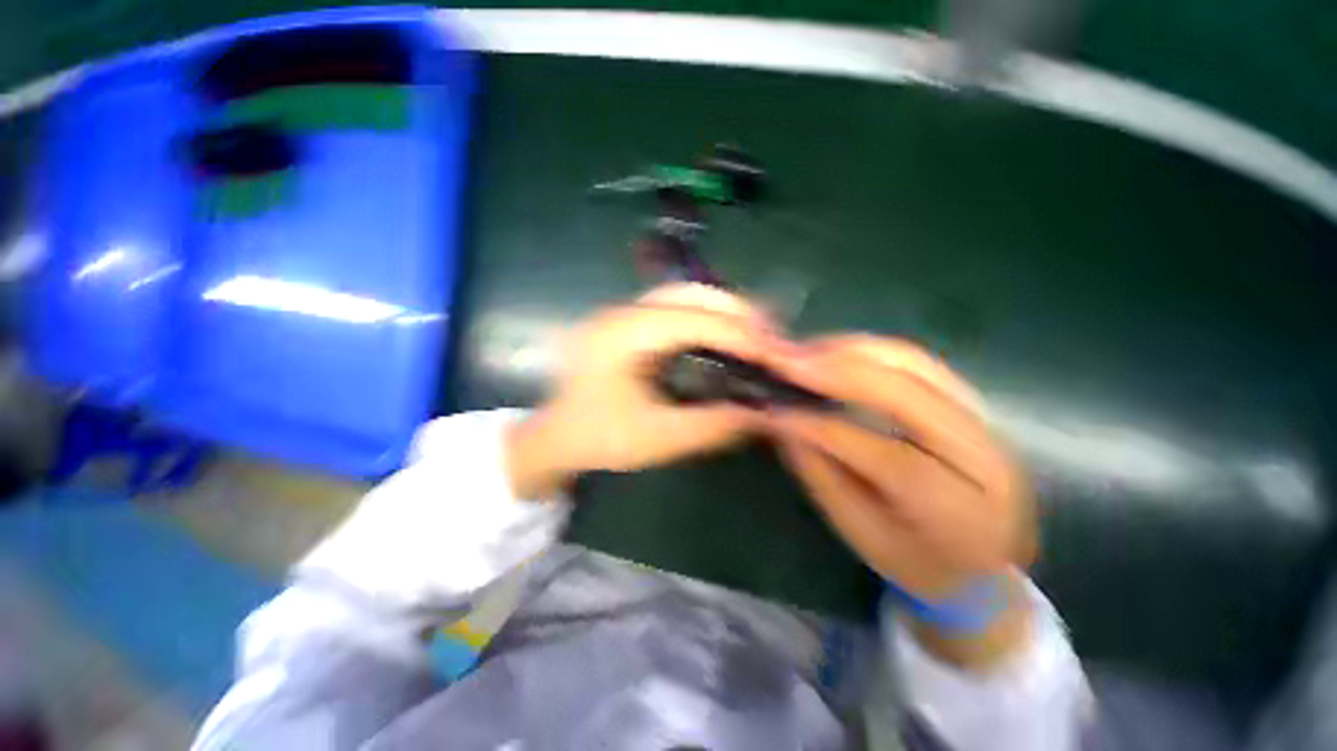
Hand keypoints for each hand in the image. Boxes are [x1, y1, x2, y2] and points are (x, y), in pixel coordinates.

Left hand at [506, 284, 772, 497]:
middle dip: (738, 313)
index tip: (777, 353)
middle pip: (691, 294)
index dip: (739, 333)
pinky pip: (677, 309)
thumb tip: (764, 414)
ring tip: (758, 336)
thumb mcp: (657, 439)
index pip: (692, 319)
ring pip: (686, 296)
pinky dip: (709, 319)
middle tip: (773, 339)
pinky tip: (726, 338)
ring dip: (725, 312)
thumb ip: (712, 425)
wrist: (554, 438)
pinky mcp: (630, 325)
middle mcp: (623, 312)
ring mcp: (625, 314)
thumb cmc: (598, 439)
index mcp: (622, 335)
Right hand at [761, 336, 1036, 666]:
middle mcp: (985, 454)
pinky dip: (864, 350)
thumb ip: (821, 475)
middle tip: (783, 362)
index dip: (825, 429)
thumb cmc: (917, 560)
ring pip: (910, 363)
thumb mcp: (861, 533)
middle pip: (906, 393)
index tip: (774, 412)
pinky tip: (829, 354)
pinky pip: (911, 359)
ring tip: (799, 355)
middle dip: (836, 371)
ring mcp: (983, 417)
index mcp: (961, 511)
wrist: (985, 560)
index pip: (888, 458)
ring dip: (847, 352)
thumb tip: (782, 421)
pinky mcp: (967, 396)